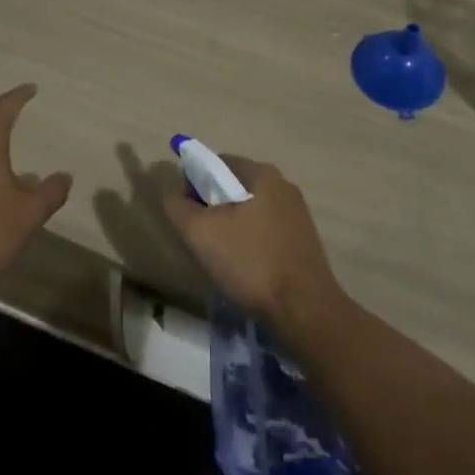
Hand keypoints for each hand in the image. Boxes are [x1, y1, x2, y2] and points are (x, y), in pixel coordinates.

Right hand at [161, 156, 344, 336]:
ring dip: (232, 228)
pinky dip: (251, 244)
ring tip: (223, 260)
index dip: (194, 184)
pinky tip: (247, 270)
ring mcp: (298, 214)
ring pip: (250, 212)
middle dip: (213, 209)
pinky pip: (267, 232)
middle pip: (234, 187)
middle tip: (201, 240)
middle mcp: (283, 185)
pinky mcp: (304, 241)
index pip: (217, 163)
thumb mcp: (201, 233)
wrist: (305, 310)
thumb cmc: (251, 262)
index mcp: (262, 173)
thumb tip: (170, 191)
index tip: (187, 215)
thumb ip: (178, 206)